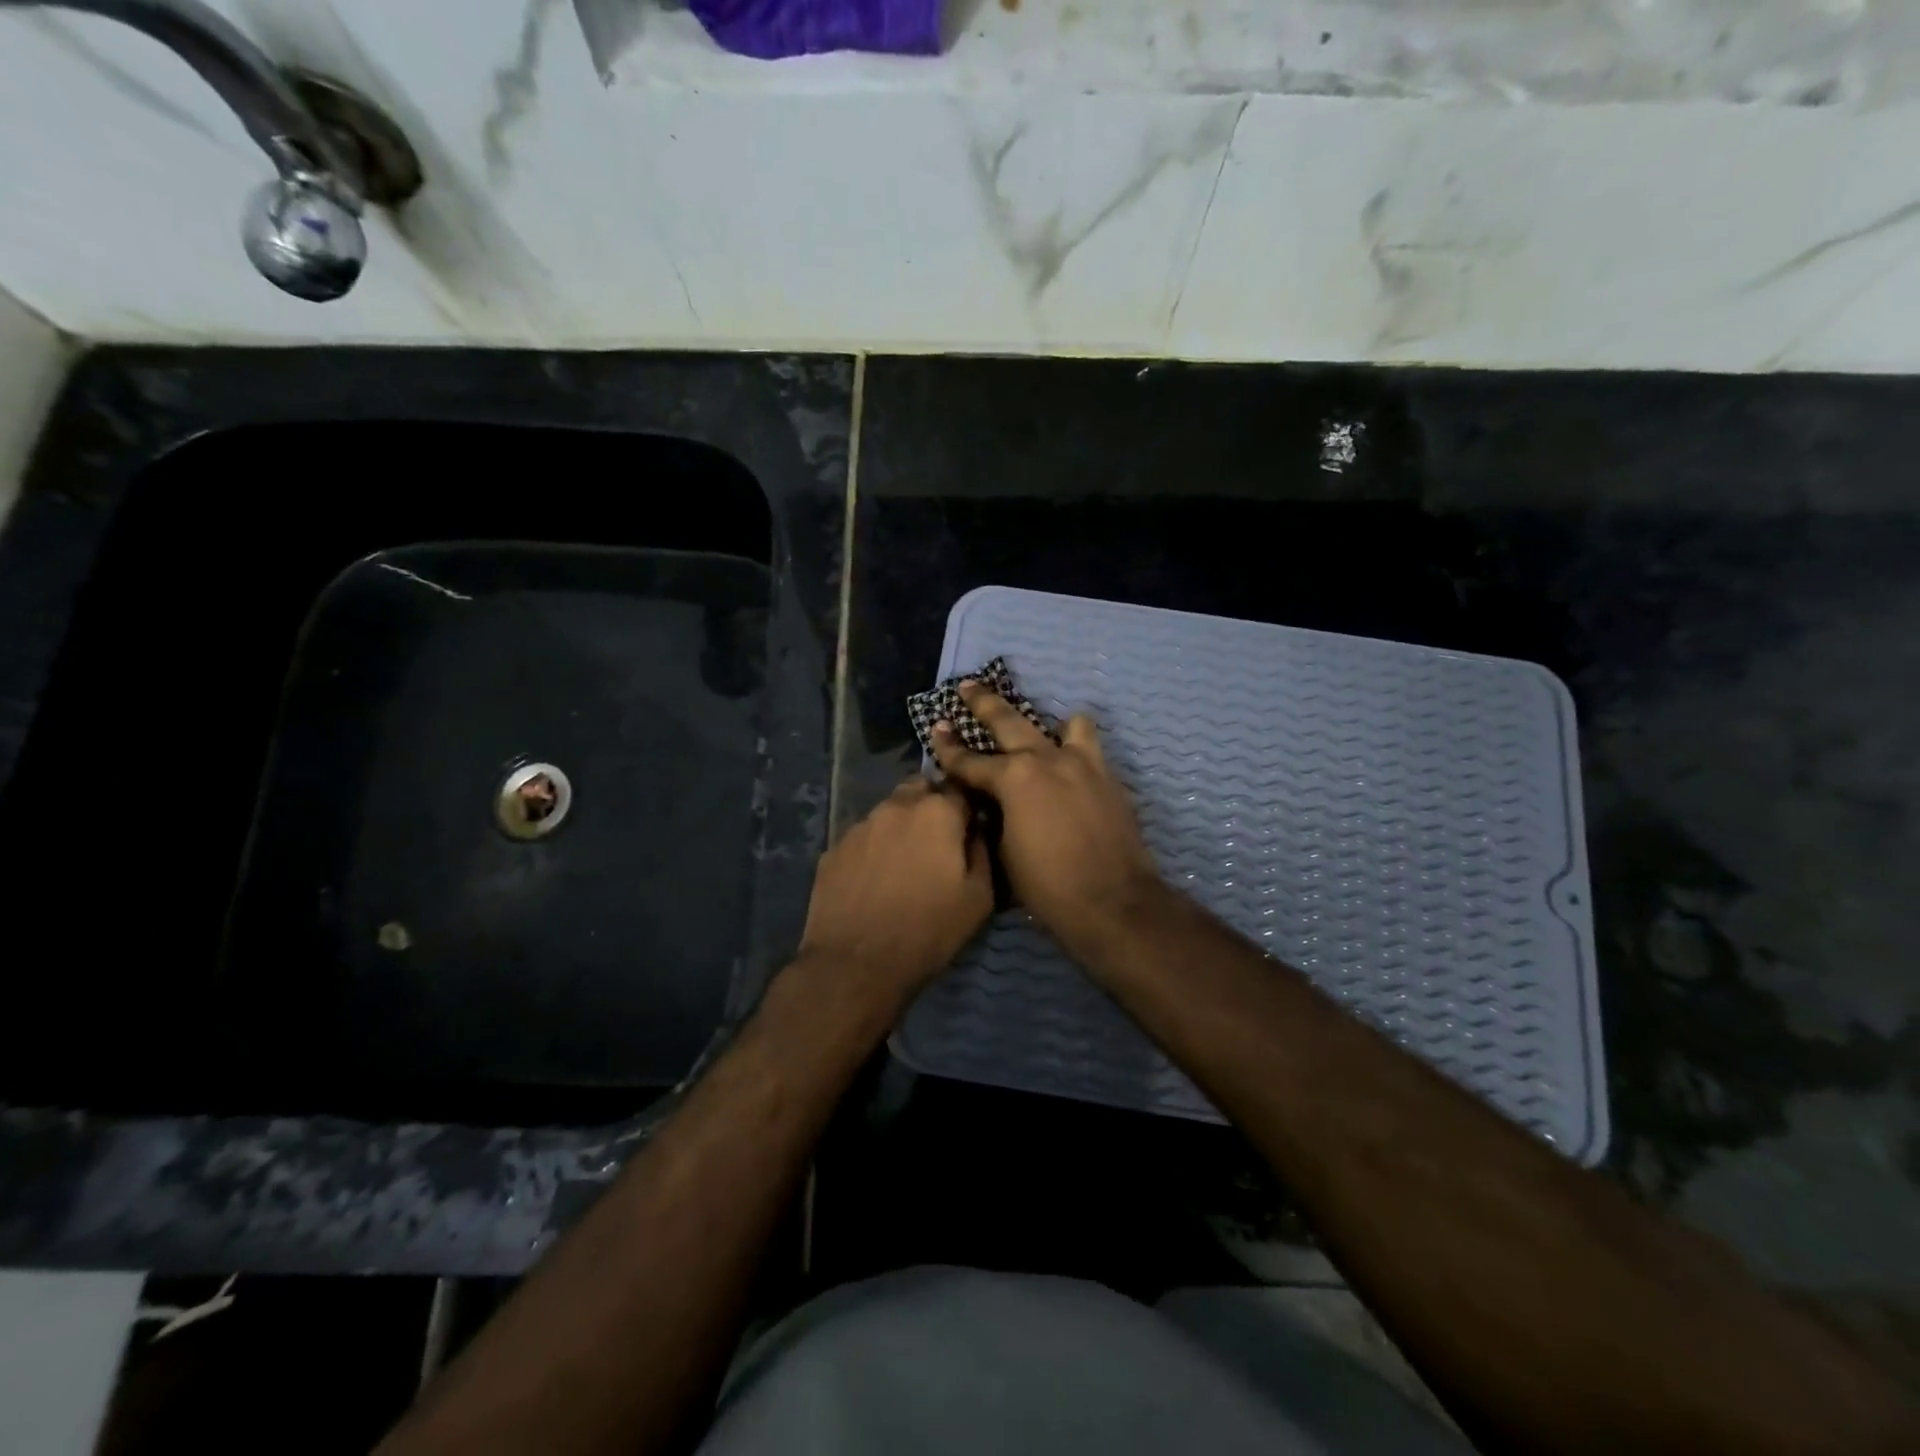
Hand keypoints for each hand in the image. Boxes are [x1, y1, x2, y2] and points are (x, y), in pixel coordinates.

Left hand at [796, 777, 993, 1005]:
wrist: (855, 966)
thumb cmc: (928, 930)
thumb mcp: (979, 898)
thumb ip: (983, 851)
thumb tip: (978, 830)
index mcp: (936, 812)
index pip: (959, 788)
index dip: (967, 806)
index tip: (970, 827)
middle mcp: (895, 806)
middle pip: (920, 791)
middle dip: (931, 807)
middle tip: (937, 843)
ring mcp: (859, 826)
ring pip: (888, 812)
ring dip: (901, 827)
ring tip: (903, 864)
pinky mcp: (833, 849)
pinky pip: (862, 838)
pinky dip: (873, 849)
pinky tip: (874, 880)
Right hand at [930, 682, 1165, 959]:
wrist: (1112, 902)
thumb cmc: (1047, 885)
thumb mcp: (1003, 850)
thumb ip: (993, 814)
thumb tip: (988, 801)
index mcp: (1013, 778)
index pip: (969, 759)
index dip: (947, 747)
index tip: (936, 729)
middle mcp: (1046, 759)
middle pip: (1008, 721)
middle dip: (983, 703)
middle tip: (968, 685)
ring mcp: (1082, 763)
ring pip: (1064, 724)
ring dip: (1047, 724)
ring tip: (1042, 729)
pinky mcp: (1108, 776)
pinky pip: (1090, 748)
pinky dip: (1076, 748)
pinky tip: (1070, 765)